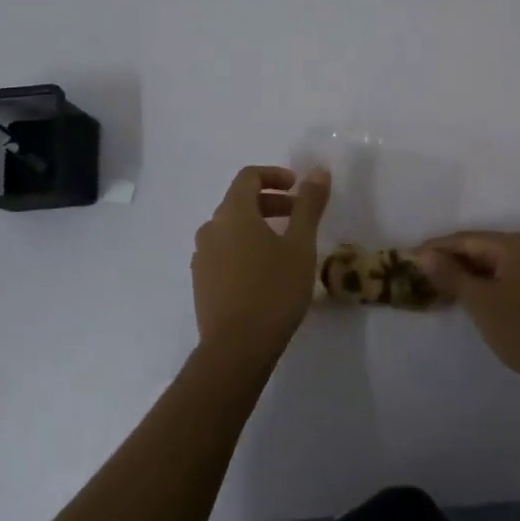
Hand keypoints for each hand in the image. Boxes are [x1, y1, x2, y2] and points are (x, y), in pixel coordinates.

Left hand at [191, 165, 330, 368]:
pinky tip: (264, 272)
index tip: (298, 187)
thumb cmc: (273, 290)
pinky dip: (244, 247)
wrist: (236, 349)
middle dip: (271, 202)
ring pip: (231, 228)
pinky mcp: (201, 282)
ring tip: (285, 246)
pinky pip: (223, 251)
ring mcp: (202, 256)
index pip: (248, 177)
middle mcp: (211, 228)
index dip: (274, 175)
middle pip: (239, 201)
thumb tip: (318, 170)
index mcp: (233, 213)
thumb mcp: (300, 245)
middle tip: (299, 216)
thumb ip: (309, 205)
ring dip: (257, 226)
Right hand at [417, 232, 519, 392]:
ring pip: (489, 264)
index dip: (435, 249)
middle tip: (416, 274)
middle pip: (478, 248)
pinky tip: (461, 296)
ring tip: (432, 287)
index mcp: (514, 244)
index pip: (465, 240)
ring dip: (462, 275)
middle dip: (448, 262)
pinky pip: (501, 275)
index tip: (407, 258)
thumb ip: (450, 275)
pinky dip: (480, 284)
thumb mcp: (481, 302)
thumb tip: (423, 255)